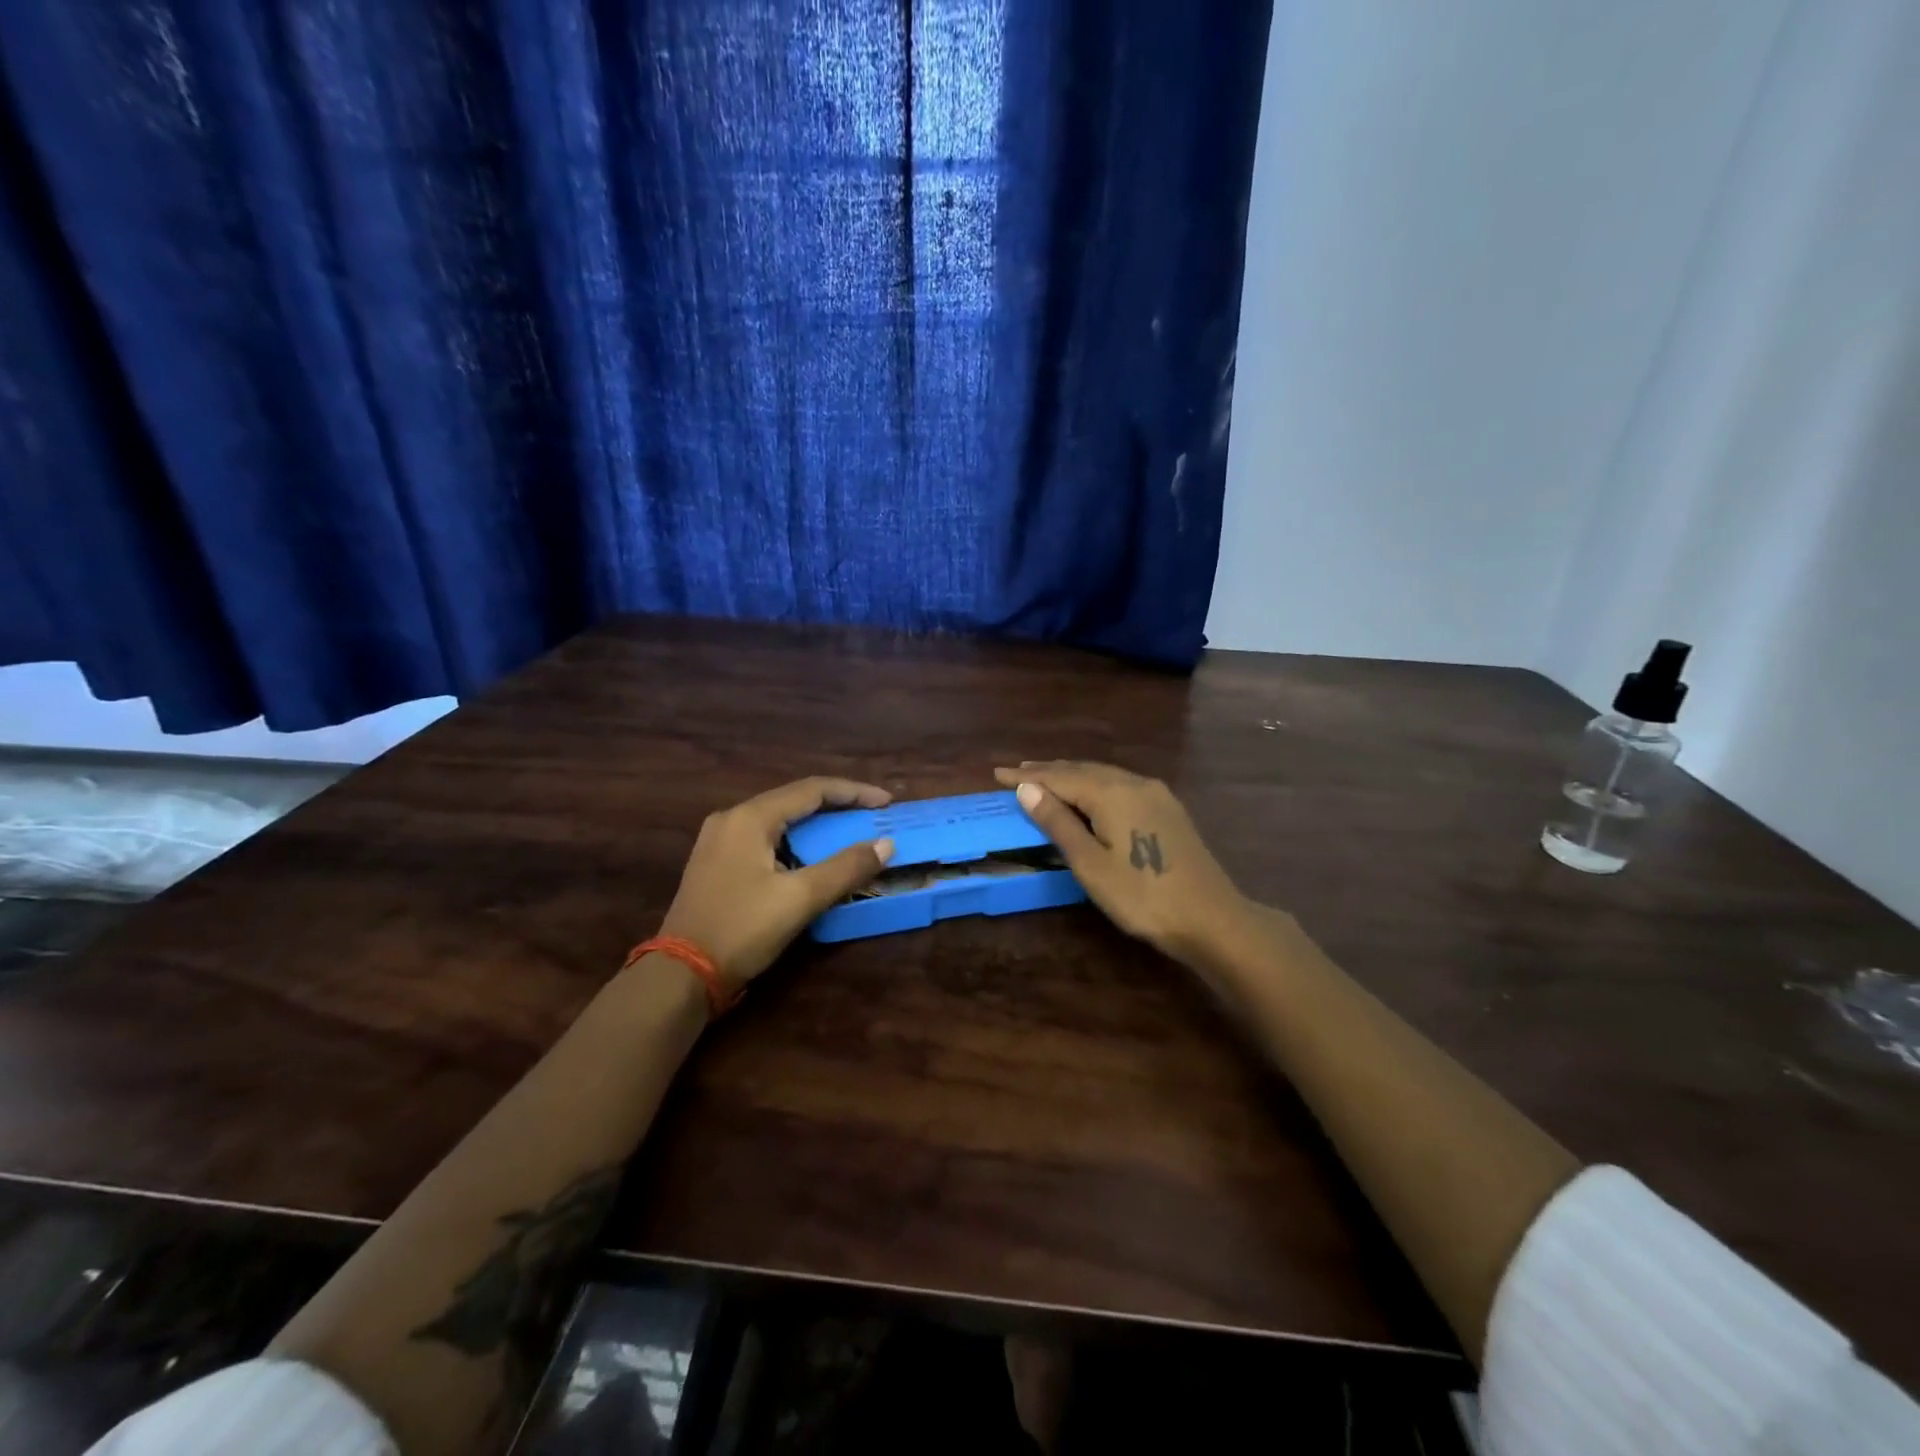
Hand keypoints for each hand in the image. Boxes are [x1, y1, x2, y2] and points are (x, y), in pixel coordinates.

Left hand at [658, 778, 895, 992]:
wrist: (680, 975)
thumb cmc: (741, 929)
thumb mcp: (800, 898)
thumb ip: (845, 868)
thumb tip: (886, 844)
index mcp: (750, 818)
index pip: (812, 790)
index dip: (854, 793)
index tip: (886, 803)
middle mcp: (732, 819)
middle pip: (794, 800)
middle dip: (837, 806)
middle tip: (872, 817)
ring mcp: (719, 841)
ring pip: (779, 821)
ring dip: (816, 826)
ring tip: (850, 834)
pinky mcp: (717, 864)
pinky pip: (766, 839)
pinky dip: (796, 843)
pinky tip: (812, 858)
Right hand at [994, 761, 1253, 966]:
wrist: (1212, 918)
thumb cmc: (1142, 896)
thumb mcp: (1091, 864)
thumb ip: (1058, 823)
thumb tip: (1027, 788)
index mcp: (1112, 793)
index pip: (1059, 777)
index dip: (1026, 776)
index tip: (997, 773)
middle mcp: (1134, 783)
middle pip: (1082, 770)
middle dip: (1048, 771)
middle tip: (1017, 772)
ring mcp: (1156, 794)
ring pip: (1104, 775)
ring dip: (1072, 775)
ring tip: (1045, 778)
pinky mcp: (1169, 808)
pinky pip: (1121, 785)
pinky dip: (1095, 785)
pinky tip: (1090, 793)